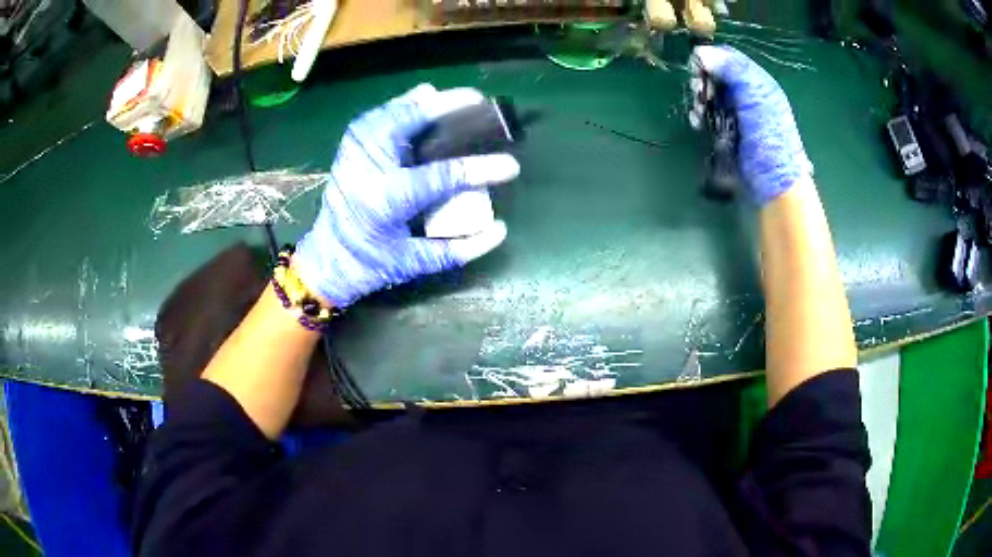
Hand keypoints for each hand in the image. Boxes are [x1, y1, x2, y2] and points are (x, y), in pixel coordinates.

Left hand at [294, 84, 519, 308]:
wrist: (327, 259)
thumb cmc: (370, 265)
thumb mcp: (414, 264)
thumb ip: (456, 250)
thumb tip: (500, 230)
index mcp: (385, 202)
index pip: (439, 177)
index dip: (478, 169)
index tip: (510, 165)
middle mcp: (367, 170)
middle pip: (406, 124)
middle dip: (444, 107)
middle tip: (476, 100)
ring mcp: (354, 154)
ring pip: (390, 113)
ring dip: (423, 102)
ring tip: (453, 97)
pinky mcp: (349, 148)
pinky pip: (378, 116)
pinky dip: (401, 105)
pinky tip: (420, 99)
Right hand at [692, 45, 812, 205]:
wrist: (774, 183)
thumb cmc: (770, 137)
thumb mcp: (755, 97)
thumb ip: (732, 70)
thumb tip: (700, 51)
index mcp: (757, 82)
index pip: (729, 57)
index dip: (711, 58)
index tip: (697, 69)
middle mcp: (747, 94)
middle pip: (717, 75)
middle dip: (703, 81)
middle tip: (699, 93)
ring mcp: (737, 114)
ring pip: (710, 95)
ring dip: (700, 99)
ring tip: (699, 111)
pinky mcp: (727, 131)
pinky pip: (709, 115)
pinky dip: (701, 116)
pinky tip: (699, 123)